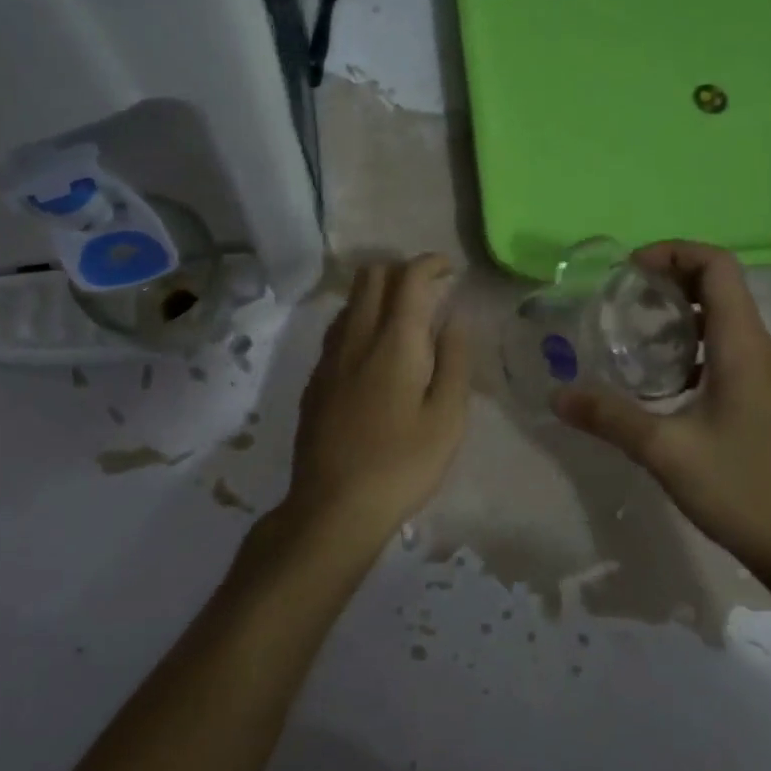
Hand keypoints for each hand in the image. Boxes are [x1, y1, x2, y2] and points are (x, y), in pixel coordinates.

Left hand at [279, 255, 471, 556]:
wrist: (333, 506)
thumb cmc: (402, 465)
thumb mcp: (447, 418)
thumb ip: (453, 359)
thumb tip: (454, 316)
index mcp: (394, 342)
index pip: (408, 277)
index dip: (430, 263)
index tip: (450, 270)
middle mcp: (356, 337)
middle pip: (371, 275)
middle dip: (401, 270)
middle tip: (429, 290)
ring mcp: (329, 357)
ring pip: (350, 300)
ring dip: (378, 293)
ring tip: (405, 318)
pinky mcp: (315, 379)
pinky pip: (338, 328)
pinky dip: (360, 319)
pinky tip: (375, 350)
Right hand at [552, 241, 770, 585]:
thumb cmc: (742, 488)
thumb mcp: (665, 451)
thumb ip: (609, 417)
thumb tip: (557, 393)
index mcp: (742, 345)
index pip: (717, 266)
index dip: (674, 252)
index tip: (630, 271)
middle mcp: (760, 349)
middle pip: (720, 285)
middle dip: (671, 277)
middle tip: (623, 297)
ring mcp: (766, 374)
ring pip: (724, 318)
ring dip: (681, 311)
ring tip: (634, 331)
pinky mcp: (764, 398)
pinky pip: (727, 348)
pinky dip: (692, 342)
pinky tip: (663, 377)